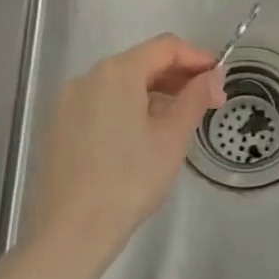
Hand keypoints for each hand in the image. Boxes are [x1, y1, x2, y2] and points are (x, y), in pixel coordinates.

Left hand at [23, 35, 224, 272]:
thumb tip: (214, 76)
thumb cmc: (129, 180)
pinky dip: (128, 108)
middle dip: (177, 76)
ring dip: (154, 93)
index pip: (165, 46)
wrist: (70, 232)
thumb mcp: (172, 138)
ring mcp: (69, 102)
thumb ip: (195, 98)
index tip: (219, 80)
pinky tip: (142, 137)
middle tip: (206, 102)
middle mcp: (88, 77)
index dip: (197, 57)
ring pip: (121, 84)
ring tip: (178, 121)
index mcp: (117, 72)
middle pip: (141, 62)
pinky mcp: (59, 126)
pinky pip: (102, 103)